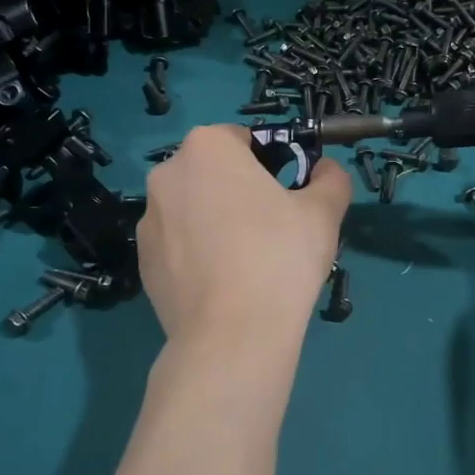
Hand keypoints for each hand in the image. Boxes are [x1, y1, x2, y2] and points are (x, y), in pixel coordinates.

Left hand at [138, 124, 351, 345]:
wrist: (233, 334)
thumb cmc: (280, 257)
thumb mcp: (324, 212)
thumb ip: (331, 179)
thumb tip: (326, 171)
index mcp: (207, 147)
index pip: (243, 139)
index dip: (272, 163)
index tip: (289, 195)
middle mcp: (167, 174)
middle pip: (213, 173)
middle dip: (240, 191)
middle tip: (272, 228)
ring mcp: (148, 221)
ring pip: (193, 210)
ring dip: (216, 222)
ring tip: (247, 262)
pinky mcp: (143, 263)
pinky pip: (179, 246)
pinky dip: (199, 255)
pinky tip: (224, 285)